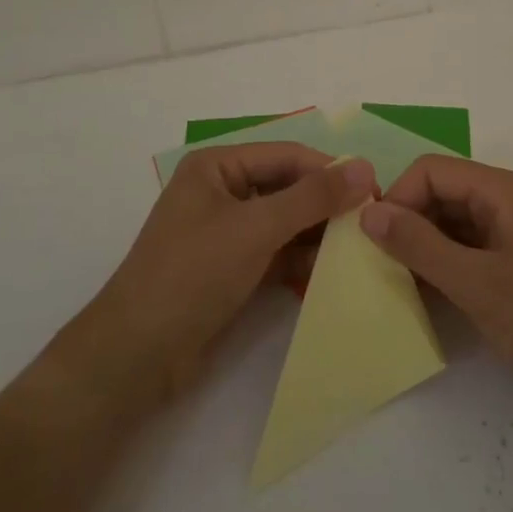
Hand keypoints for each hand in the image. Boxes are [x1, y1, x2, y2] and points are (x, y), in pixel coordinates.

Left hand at [90, 144, 375, 399]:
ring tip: (360, 249)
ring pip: (286, 222)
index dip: (330, 170)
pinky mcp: (232, 268)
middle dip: (326, 205)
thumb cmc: (193, 274)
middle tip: (372, 223)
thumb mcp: (256, 228)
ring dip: (318, 234)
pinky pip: (277, 252)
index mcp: (217, 167)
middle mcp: (222, 191)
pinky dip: (302, 259)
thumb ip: (313, 197)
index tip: (376, 190)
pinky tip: (332, 272)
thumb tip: (366, 168)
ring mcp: (227, 232)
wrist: (136, 356)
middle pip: (288, 187)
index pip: (287, 156)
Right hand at [361, 156, 512, 432]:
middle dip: (408, 220)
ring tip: (396, 280)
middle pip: (444, 191)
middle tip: (378, 263)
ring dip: (424, 244)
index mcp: (505, 190)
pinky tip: (425, 292)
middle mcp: (511, 200)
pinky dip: (445, 262)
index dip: (399, 196)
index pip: (434, 170)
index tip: (374, 240)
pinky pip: (471, 246)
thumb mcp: (475, 284)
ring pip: (455, 220)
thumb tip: (368, 213)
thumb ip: (419, 245)